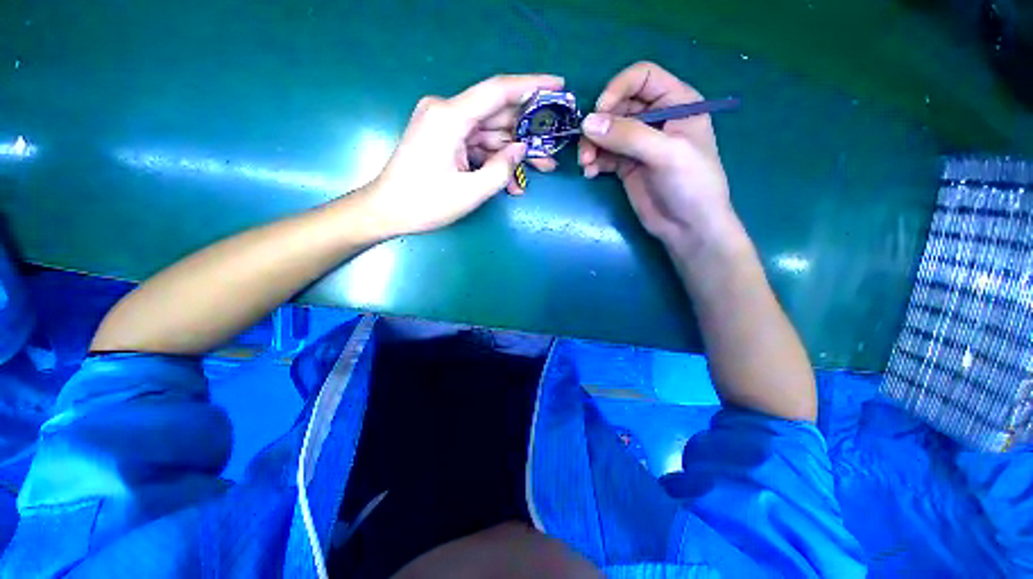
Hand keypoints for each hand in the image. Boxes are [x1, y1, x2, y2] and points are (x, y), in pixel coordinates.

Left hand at [358, 75, 562, 237]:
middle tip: (553, 151)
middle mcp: (447, 112)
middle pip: (497, 116)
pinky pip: (477, 147)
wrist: (387, 210)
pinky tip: (512, 183)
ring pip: (490, 134)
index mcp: (450, 116)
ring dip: (514, 153)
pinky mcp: (445, 140)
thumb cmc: (424, 203)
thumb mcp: (470, 192)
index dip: (531, 85)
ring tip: (541, 170)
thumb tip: (522, 149)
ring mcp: (445, 126)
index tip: (559, 85)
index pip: (498, 90)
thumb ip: (501, 169)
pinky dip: (494, 162)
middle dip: (527, 134)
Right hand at [578, 62, 733, 248]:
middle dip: (599, 124)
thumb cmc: (691, 185)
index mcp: (677, 102)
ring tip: (587, 165)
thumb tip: (587, 123)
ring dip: (591, 145)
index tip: (599, 112)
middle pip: (618, 106)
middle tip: (586, 148)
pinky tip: (591, 173)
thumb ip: (628, 136)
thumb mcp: (666, 153)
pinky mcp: (626, 165)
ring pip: (606, 132)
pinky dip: (594, 161)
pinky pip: (604, 155)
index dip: (618, 89)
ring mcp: (639, 144)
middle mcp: (656, 118)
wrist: (688, 227)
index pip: (642, 77)